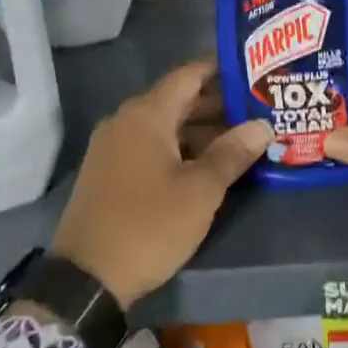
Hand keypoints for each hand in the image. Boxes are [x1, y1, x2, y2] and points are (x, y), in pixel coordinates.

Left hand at [50, 59, 271, 308]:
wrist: (85, 279)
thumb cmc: (148, 226)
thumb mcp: (200, 191)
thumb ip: (232, 153)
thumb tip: (263, 125)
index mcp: (146, 115)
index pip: (189, 74)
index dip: (221, 68)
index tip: (254, 69)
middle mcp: (125, 121)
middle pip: (178, 100)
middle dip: (218, 103)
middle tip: (259, 108)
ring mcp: (113, 147)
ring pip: (165, 125)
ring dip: (201, 130)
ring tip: (243, 138)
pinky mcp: (109, 171)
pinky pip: (150, 145)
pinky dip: (180, 147)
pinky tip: (207, 164)